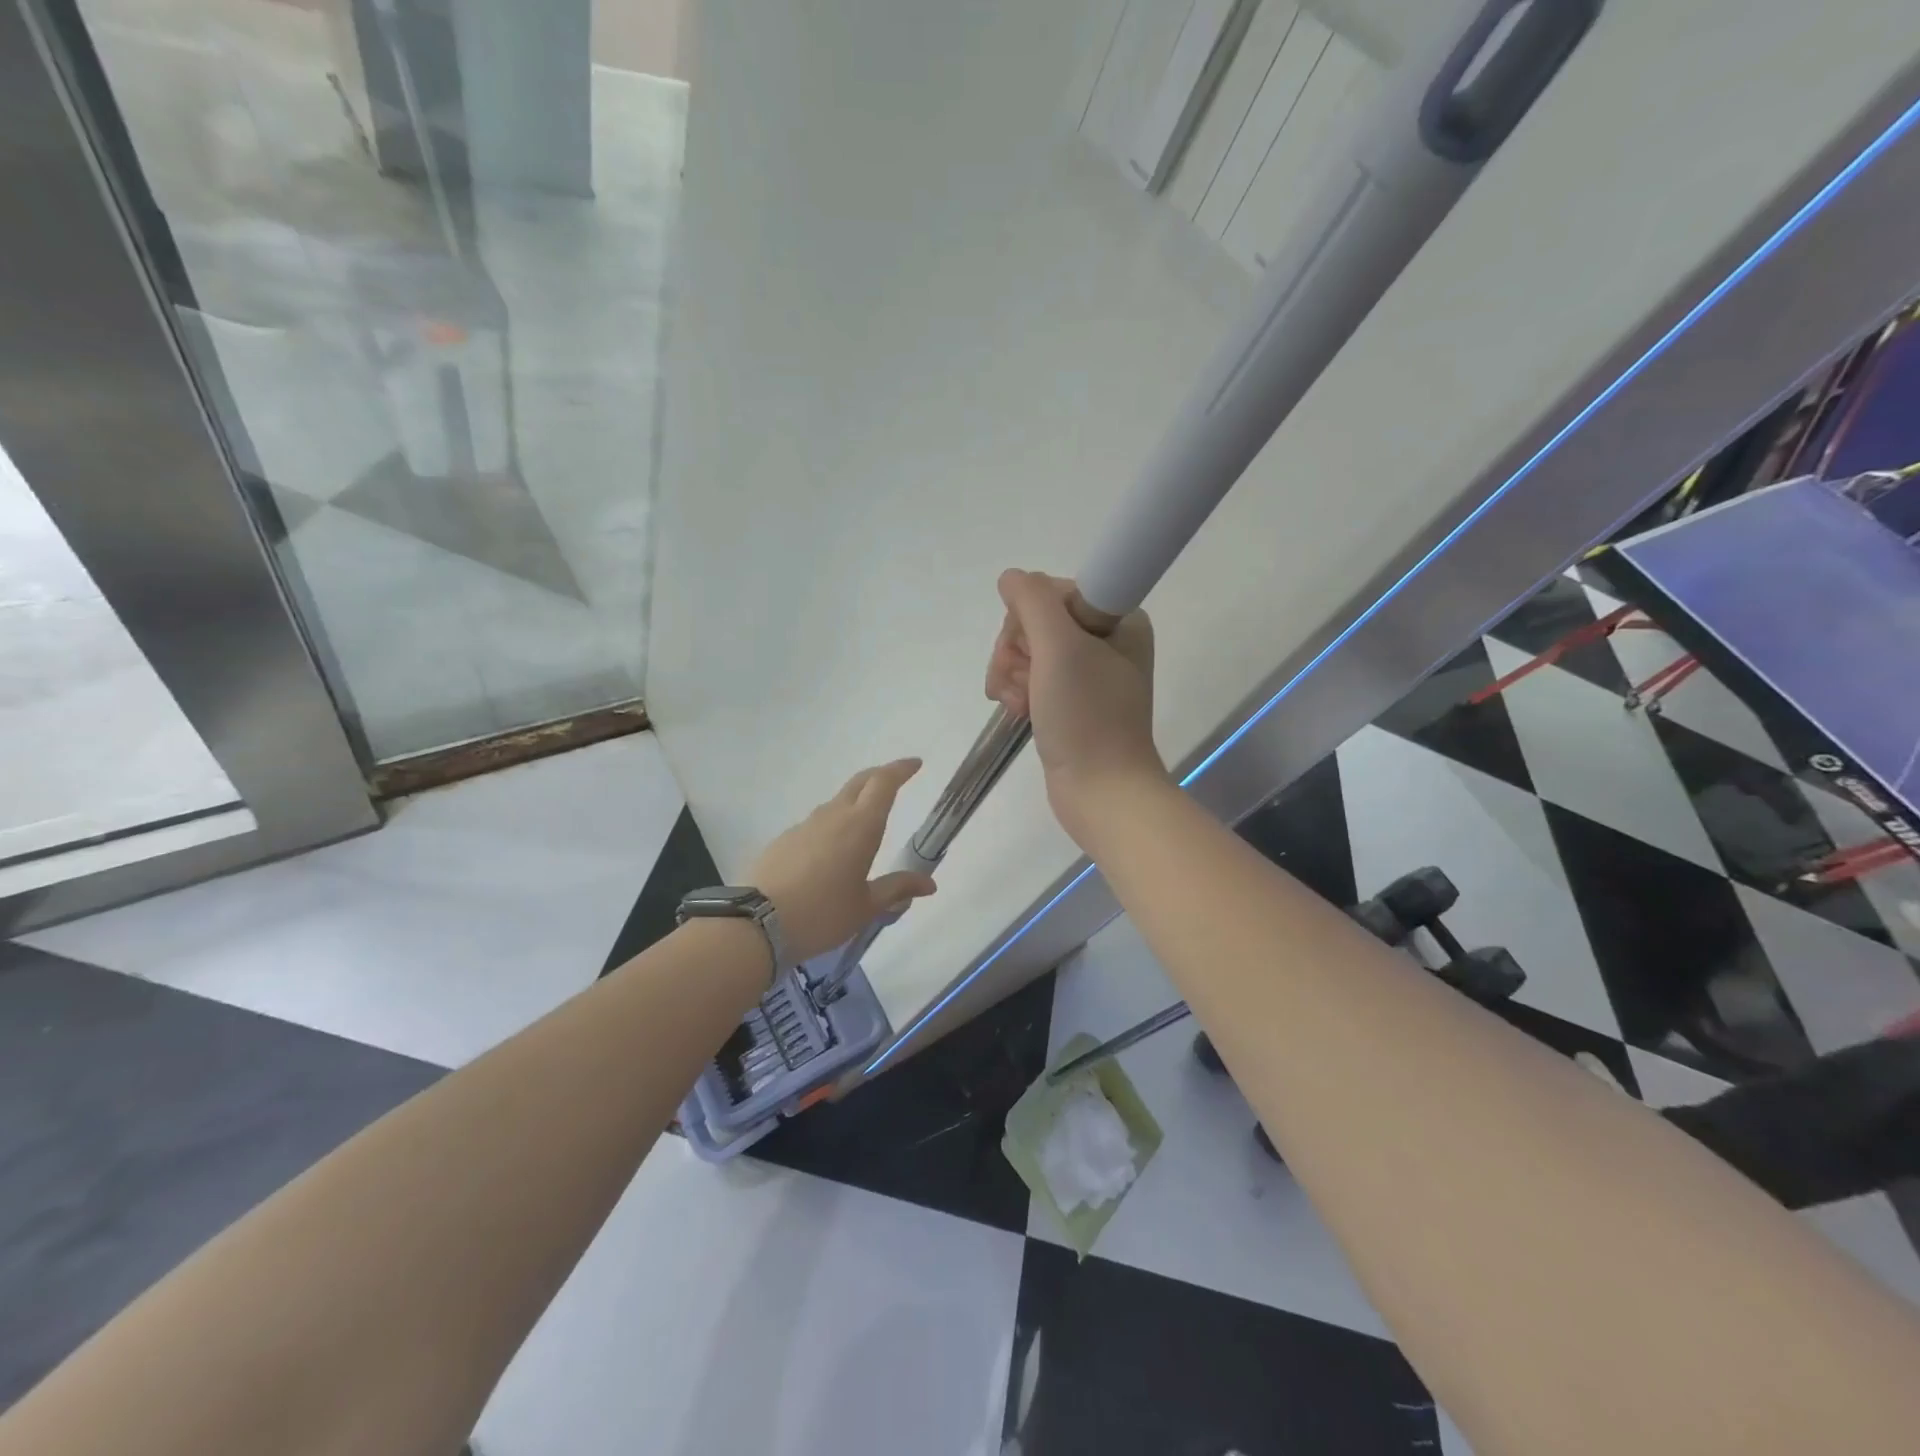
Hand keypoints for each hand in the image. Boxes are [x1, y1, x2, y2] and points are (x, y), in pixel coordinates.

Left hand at [746, 758, 937, 962]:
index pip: (883, 783)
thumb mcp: (866, 907)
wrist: (756, 924)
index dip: (900, 769)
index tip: (915, 763)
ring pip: (836, 803)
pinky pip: (815, 824)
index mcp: (860, 826)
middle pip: (859, 783)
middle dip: (879, 776)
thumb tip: (929, 884)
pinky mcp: (783, 840)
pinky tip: (830, 853)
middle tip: (895, 780)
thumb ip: (897, 889)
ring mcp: (804, 826)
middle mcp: (833, 816)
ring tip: (864, 823)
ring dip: (854, 803)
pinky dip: (831, 826)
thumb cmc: (822, 914)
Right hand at [984, 569, 1165, 845]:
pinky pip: (1031, 678)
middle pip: (1036, 621)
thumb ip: (1032, 601)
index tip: (1032, 651)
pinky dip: (1017, 692)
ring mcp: (1087, 672)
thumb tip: (1011, 578)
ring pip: (1028, 651)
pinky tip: (1019, 713)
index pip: (1053, 591)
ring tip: (1019, 705)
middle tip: (1022, 684)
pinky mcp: (1070, 701)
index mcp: (1118, 618)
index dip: (1028, 618)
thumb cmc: (1086, 716)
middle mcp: (1106, 639)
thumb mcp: (1060, 648)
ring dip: (1011, 675)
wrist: (1101, 792)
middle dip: (1016, 652)